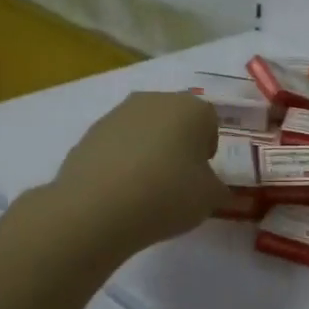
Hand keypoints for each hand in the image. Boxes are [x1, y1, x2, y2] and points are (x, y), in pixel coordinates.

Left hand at [48, 92, 226, 252]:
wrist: (97, 207)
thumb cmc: (167, 194)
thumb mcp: (209, 199)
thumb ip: (218, 189)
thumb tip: (214, 188)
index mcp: (190, 107)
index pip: (210, 121)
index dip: (208, 149)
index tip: (202, 176)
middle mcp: (154, 100)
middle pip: (175, 120)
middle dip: (179, 145)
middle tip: (177, 181)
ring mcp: (117, 114)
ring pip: (143, 130)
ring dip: (148, 151)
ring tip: (145, 189)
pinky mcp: (89, 133)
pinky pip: (117, 146)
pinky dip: (121, 162)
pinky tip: (119, 191)